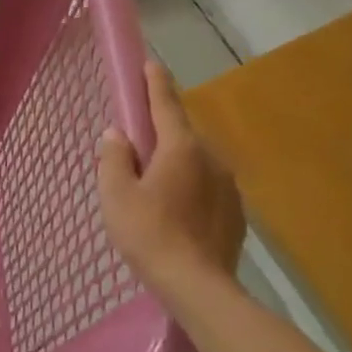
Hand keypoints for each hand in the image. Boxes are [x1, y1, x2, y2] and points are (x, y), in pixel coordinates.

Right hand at [98, 60, 247, 294]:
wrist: (199, 288)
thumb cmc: (150, 234)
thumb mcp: (117, 195)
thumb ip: (114, 158)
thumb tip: (117, 135)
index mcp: (180, 148)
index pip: (166, 105)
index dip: (155, 83)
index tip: (151, 64)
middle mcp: (210, 158)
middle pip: (181, 135)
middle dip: (161, 134)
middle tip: (137, 146)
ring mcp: (228, 186)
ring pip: (196, 163)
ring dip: (176, 164)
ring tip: (154, 187)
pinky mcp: (236, 213)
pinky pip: (207, 187)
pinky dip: (190, 189)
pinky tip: (176, 212)